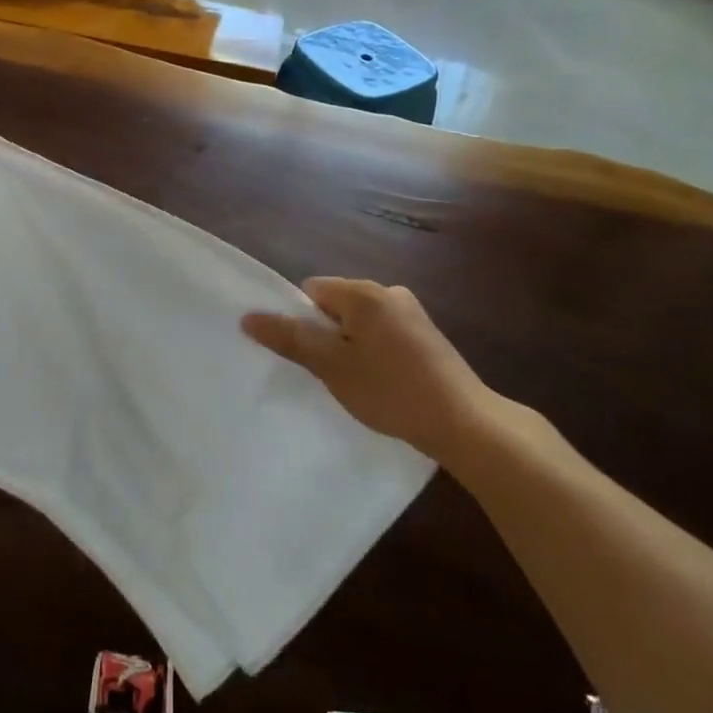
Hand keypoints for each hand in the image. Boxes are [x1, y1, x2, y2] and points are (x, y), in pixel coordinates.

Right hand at [243, 278, 493, 458]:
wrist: (464, 422)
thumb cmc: (390, 390)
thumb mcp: (332, 366)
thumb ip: (290, 338)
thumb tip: (248, 317)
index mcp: (365, 292)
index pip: (312, 290)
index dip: (302, 321)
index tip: (309, 357)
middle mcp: (389, 292)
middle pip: (336, 305)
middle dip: (326, 335)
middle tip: (331, 373)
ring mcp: (412, 313)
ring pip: (359, 323)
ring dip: (349, 347)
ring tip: (357, 384)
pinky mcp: (426, 335)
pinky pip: (382, 334)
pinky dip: (373, 353)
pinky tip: (382, 384)